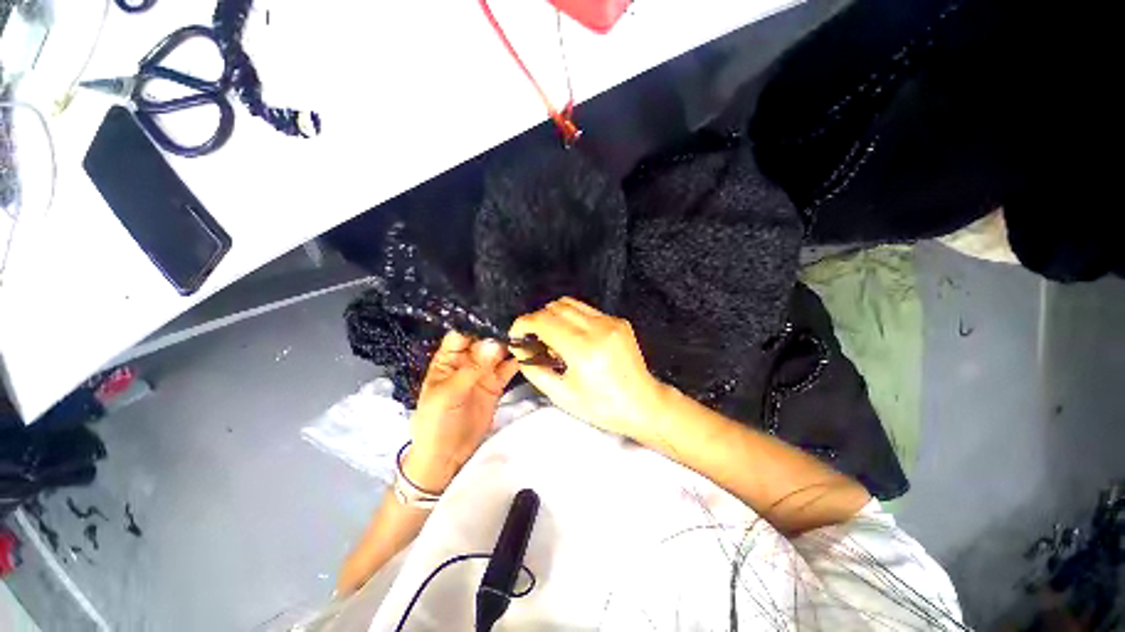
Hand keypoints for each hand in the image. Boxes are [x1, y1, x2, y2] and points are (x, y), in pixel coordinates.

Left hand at [406, 332, 518, 491]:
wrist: (447, 456)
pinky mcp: (496, 384)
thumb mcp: (447, 394)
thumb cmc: (435, 423)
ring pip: (498, 352)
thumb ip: (472, 369)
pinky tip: (530, 351)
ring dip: (511, 344)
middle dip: (498, 331)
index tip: (497, 312)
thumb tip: (494, 343)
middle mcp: (467, 361)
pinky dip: (518, 360)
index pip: (462, 334)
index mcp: (448, 359)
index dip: (476, 323)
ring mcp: (483, 372)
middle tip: (520, 321)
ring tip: (529, 332)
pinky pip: (509, 368)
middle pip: (484, 340)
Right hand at [509, 298, 665, 441]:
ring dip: (554, 316)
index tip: (517, 334)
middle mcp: (597, 329)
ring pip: (570, 303)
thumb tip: (520, 349)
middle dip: (537, 320)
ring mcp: (610, 321)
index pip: (543, 321)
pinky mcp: (618, 321)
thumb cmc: (602, 407)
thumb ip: (535, 369)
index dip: (523, 324)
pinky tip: (575, 338)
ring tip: (555, 339)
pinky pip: (586, 310)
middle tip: (536, 340)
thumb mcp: (562, 395)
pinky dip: (572, 318)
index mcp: (582, 349)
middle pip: (554, 307)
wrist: (643, 404)